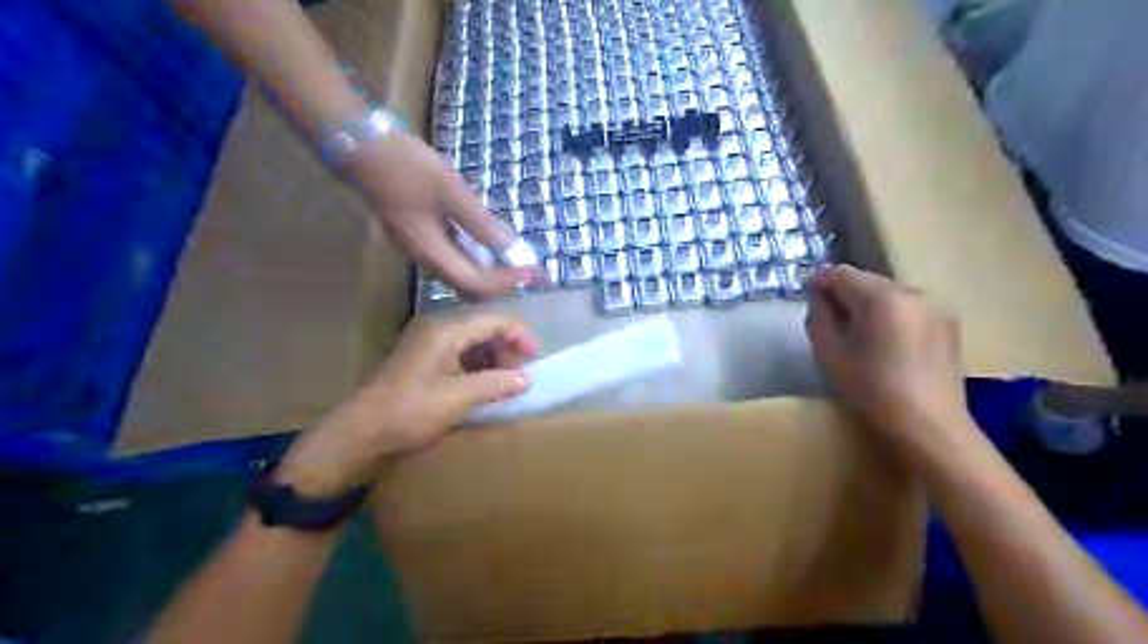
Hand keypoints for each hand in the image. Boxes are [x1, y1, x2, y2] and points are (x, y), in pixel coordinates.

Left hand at [275, 313, 538, 493]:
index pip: (496, 320)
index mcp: (448, 329)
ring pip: (473, 341)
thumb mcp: (459, 398)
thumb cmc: (411, 410)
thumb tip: (525, 379)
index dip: (521, 336)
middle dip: (508, 348)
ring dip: (494, 359)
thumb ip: (496, 383)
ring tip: (506, 384)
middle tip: (521, 376)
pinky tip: (484, 386)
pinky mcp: (423, 357)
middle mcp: (439, 327)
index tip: (536, 359)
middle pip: (485, 328)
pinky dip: (477, 366)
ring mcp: (428, 341)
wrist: (361, 429)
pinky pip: (459, 353)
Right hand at [345, 130, 538, 299]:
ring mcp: (419, 248)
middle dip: (500, 283)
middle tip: (527, 271)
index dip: (505, 282)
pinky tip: (490, 241)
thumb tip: (509, 246)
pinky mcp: (418, 236)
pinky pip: (453, 257)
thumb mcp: (449, 189)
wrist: (360, 147)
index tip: (532, 272)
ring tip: (516, 259)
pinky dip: (477, 256)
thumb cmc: (404, 165)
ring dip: (489, 272)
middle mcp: (424, 257)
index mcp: (429, 250)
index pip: (474, 282)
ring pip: (460, 273)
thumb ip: (479, 221)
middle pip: (467, 286)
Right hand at [806, 265, 966, 456]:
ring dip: (868, 305)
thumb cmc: (872, 391)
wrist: (929, 427)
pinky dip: (890, 316)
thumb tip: (819, 299)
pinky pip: (909, 309)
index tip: (807, 296)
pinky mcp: (948, 325)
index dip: (819, 281)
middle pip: (867, 281)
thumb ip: (819, 318)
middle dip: (845, 293)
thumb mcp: (829, 355)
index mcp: (881, 297)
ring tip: (857, 332)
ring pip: (889, 294)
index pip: (841, 274)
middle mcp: (912, 292)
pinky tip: (885, 342)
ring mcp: (935, 307)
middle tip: (828, 317)